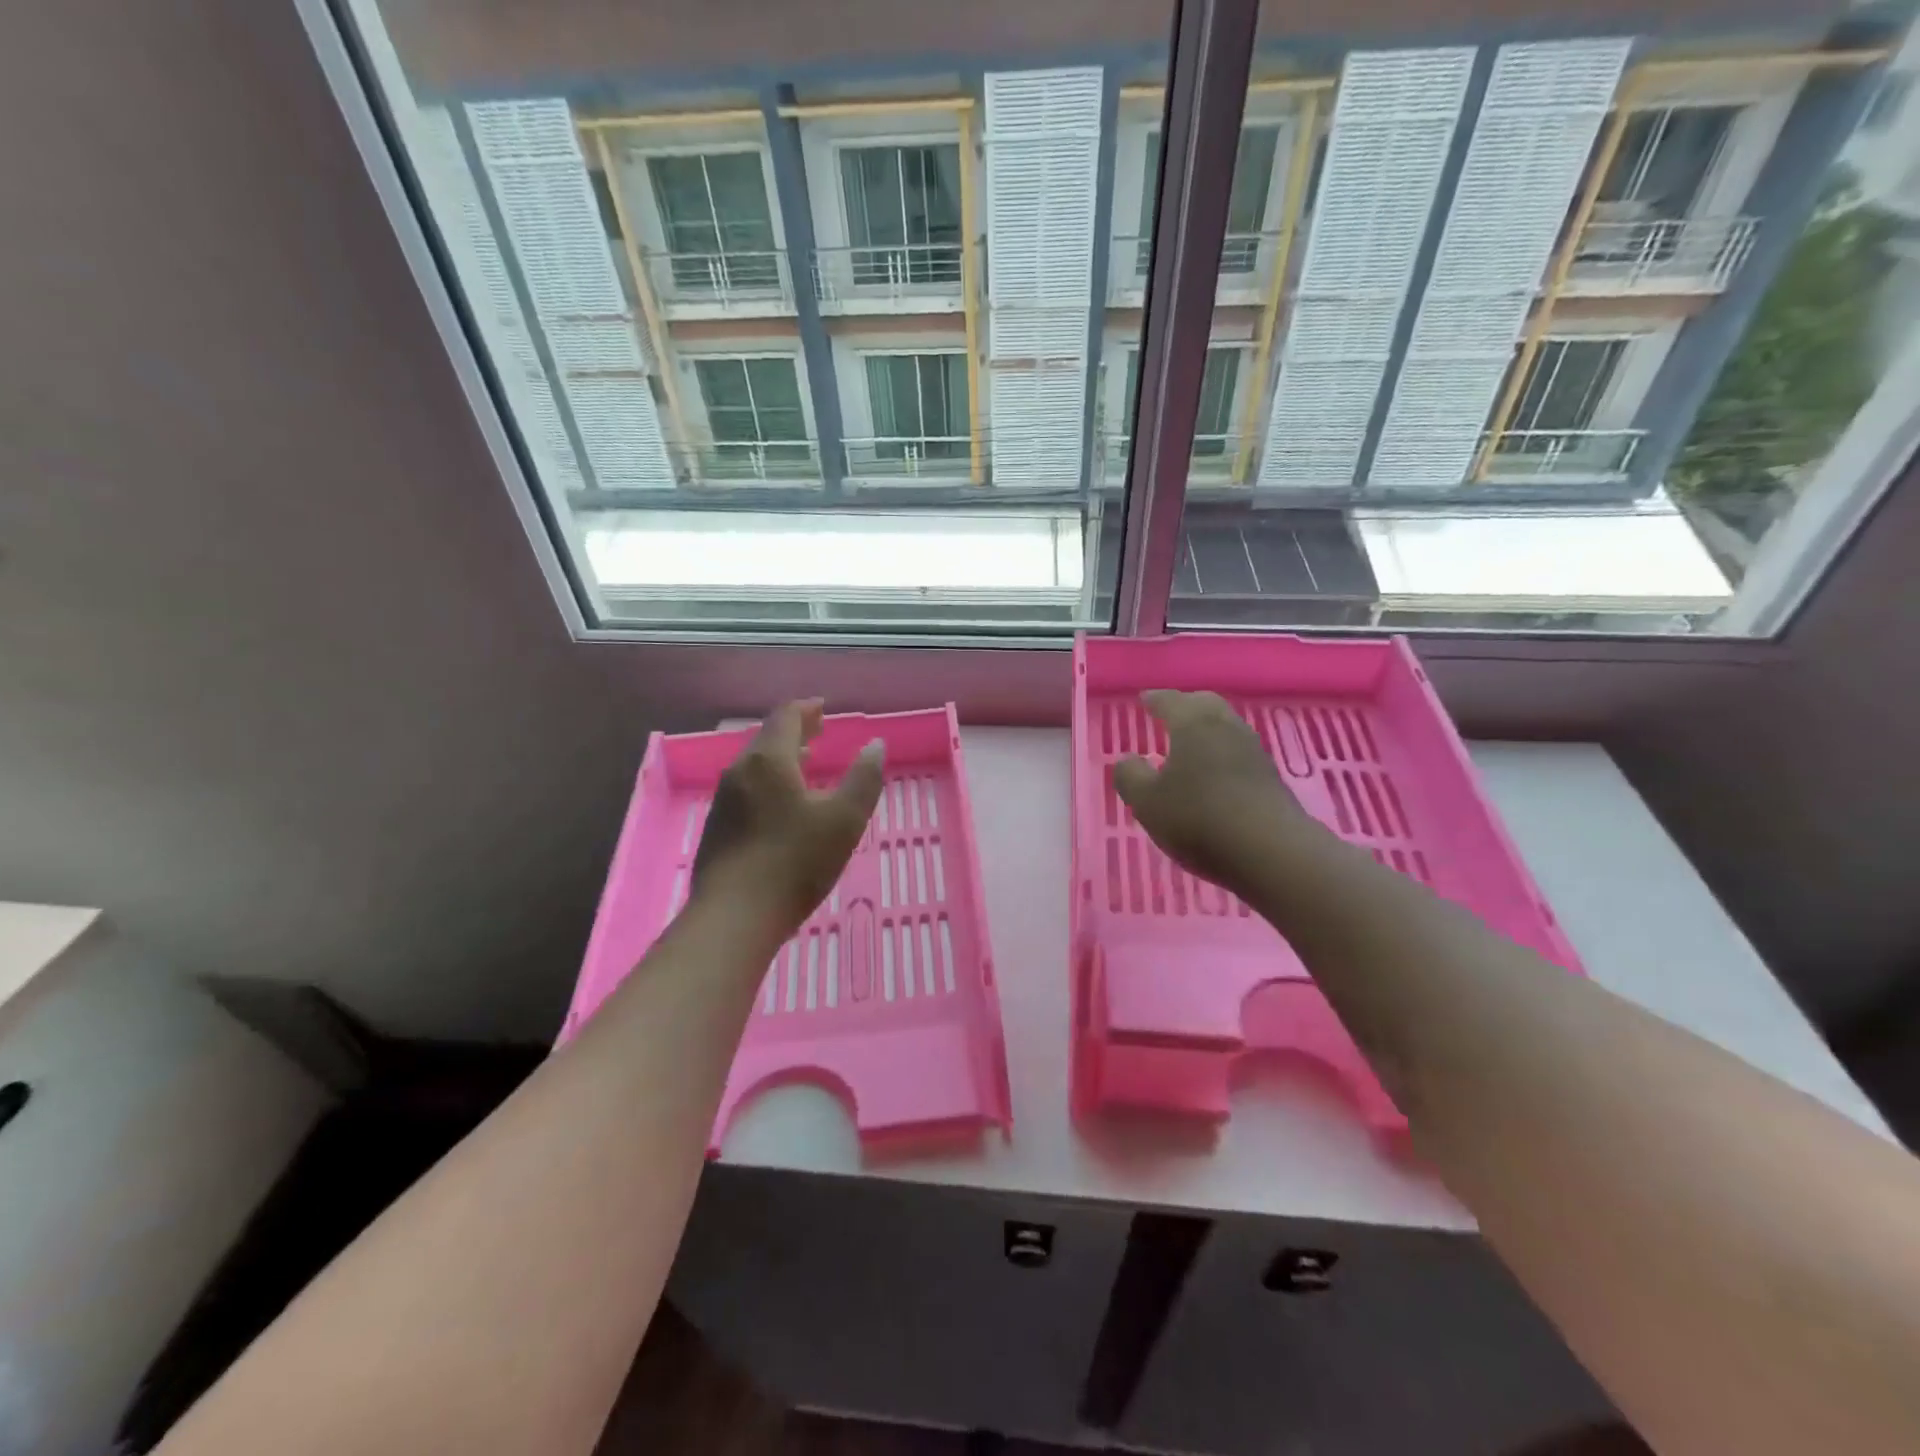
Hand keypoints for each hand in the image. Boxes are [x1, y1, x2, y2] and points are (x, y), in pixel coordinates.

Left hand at [690, 699, 884, 940]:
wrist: (733, 918)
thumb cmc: (794, 863)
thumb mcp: (844, 820)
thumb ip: (864, 779)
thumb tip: (875, 745)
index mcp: (769, 760)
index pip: (786, 716)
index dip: (808, 709)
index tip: (824, 708)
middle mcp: (740, 771)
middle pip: (767, 738)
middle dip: (795, 730)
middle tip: (819, 731)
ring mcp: (724, 800)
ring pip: (755, 765)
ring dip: (781, 756)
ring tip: (805, 761)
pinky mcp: (717, 827)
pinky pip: (746, 788)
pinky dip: (769, 780)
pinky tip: (782, 803)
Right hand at [1113, 690, 1317, 901]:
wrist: (1271, 851)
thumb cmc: (1198, 818)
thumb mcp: (1146, 802)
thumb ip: (1129, 776)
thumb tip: (1127, 759)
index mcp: (1192, 723)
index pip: (1169, 701)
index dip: (1154, 699)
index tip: (1144, 699)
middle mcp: (1225, 727)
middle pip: (1205, 704)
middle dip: (1185, 705)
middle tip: (1169, 714)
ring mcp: (1253, 751)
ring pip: (1226, 726)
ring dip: (1207, 729)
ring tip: (1190, 744)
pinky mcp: (1271, 777)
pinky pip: (1239, 752)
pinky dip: (1222, 753)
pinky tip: (1214, 772)